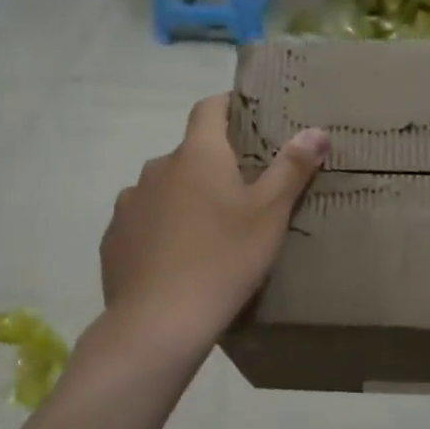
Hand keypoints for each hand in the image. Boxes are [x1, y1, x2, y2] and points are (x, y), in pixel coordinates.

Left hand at [101, 95, 327, 348]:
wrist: (159, 322)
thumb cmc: (223, 260)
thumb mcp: (269, 215)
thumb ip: (292, 169)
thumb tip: (315, 130)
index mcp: (197, 155)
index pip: (209, 108)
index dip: (229, 106)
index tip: (249, 119)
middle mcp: (157, 168)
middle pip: (190, 153)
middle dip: (213, 165)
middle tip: (242, 194)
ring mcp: (130, 203)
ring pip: (164, 188)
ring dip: (184, 197)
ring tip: (208, 231)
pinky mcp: (114, 238)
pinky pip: (143, 221)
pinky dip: (160, 228)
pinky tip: (176, 259)